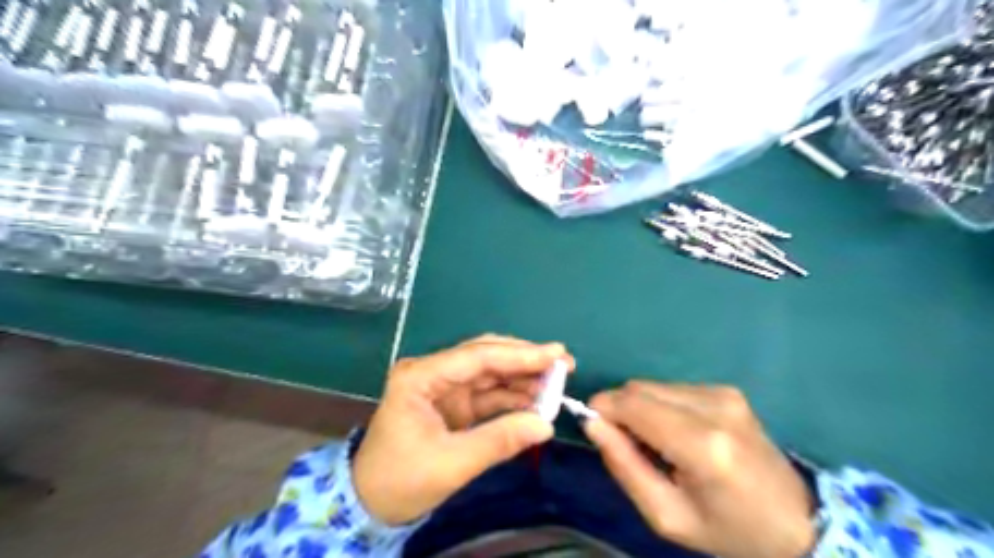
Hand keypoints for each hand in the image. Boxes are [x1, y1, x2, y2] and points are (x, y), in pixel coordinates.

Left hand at [350, 337, 574, 523]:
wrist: (370, 504)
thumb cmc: (401, 481)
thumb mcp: (451, 464)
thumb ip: (499, 441)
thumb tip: (546, 425)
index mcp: (420, 377)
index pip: (476, 357)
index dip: (519, 354)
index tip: (556, 354)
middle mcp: (433, 373)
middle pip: (485, 356)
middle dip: (524, 359)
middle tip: (563, 363)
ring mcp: (444, 387)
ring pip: (490, 372)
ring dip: (523, 377)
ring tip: (558, 382)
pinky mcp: (453, 403)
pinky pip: (489, 393)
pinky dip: (513, 396)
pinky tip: (537, 400)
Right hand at [584, 380, 815, 557]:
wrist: (796, 521)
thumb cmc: (728, 529)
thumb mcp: (666, 515)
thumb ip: (624, 465)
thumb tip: (592, 423)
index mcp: (702, 446)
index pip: (633, 405)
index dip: (603, 409)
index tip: (593, 427)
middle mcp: (714, 407)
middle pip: (639, 389)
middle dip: (619, 409)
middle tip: (625, 444)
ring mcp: (723, 394)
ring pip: (653, 386)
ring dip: (640, 408)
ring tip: (656, 443)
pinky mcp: (727, 390)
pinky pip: (672, 389)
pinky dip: (660, 406)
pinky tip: (676, 432)